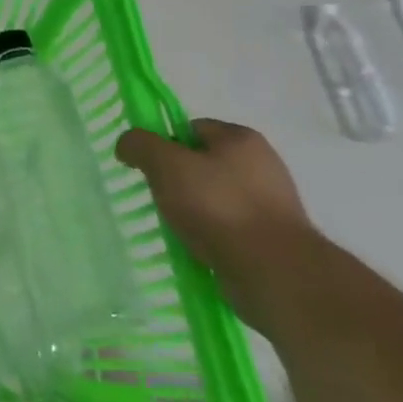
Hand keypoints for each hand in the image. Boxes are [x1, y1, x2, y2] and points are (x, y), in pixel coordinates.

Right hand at [116, 118, 314, 327]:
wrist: (275, 273)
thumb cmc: (218, 207)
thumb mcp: (166, 165)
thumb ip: (141, 145)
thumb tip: (127, 144)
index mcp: (241, 138)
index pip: (192, 128)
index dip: (165, 145)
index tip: (150, 170)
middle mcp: (262, 164)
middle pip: (203, 163)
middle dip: (178, 181)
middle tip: (160, 200)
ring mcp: (272, 204)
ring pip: (215, 199)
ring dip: (194, 212)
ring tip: (178, 230)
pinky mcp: (274, 239)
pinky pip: (230, 229)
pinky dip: (212, 237)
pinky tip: (199, 251)